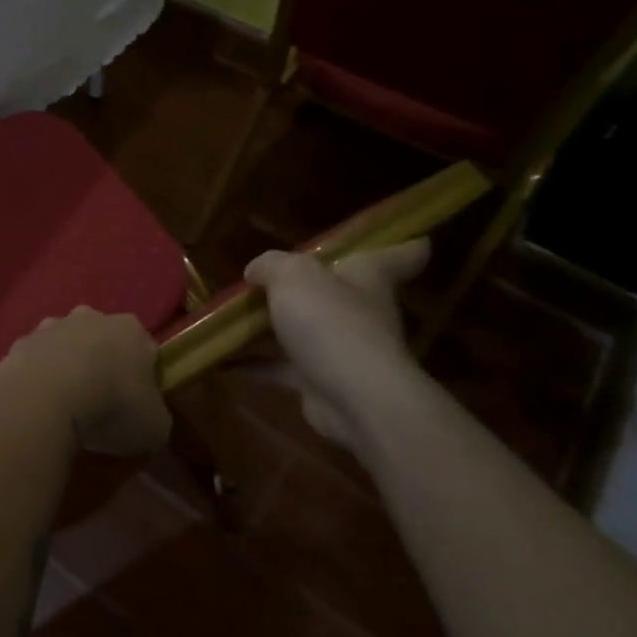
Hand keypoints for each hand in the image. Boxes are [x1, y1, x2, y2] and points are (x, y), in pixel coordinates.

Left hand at [0, 308, 171, 457]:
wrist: (44, 399)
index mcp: (130, 330)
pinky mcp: (19, 344)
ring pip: (64, 346)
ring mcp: (50, 327)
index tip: (137, 404)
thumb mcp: (155, 426)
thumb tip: (148, 418)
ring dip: (66, 368)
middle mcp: (90, 317)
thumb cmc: (111, 407)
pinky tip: (37, 406)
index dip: (143, 376)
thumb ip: (155, 416)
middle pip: (101, 340)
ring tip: (64, 407)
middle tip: (100, 403)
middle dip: (101, 364)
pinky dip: (37, 379)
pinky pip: (34, 362)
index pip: (144, 348)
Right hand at [243, 240, 430, 449]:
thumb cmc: (330, 322)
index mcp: (367, 276)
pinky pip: (281, 367)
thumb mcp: (292, 276)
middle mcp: (360, 311)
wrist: (352, 397)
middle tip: (265, 279)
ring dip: (269, 327)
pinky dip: (253, 363)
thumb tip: (256, 271)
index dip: (404, 245)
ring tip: (228, 318)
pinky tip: (222, 358)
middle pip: (337, 292)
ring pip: (302, 331)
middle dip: (307, 288)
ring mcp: (341, 349)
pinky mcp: (320, 383)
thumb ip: (270, 265)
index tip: (414, 238)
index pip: (399, 255)